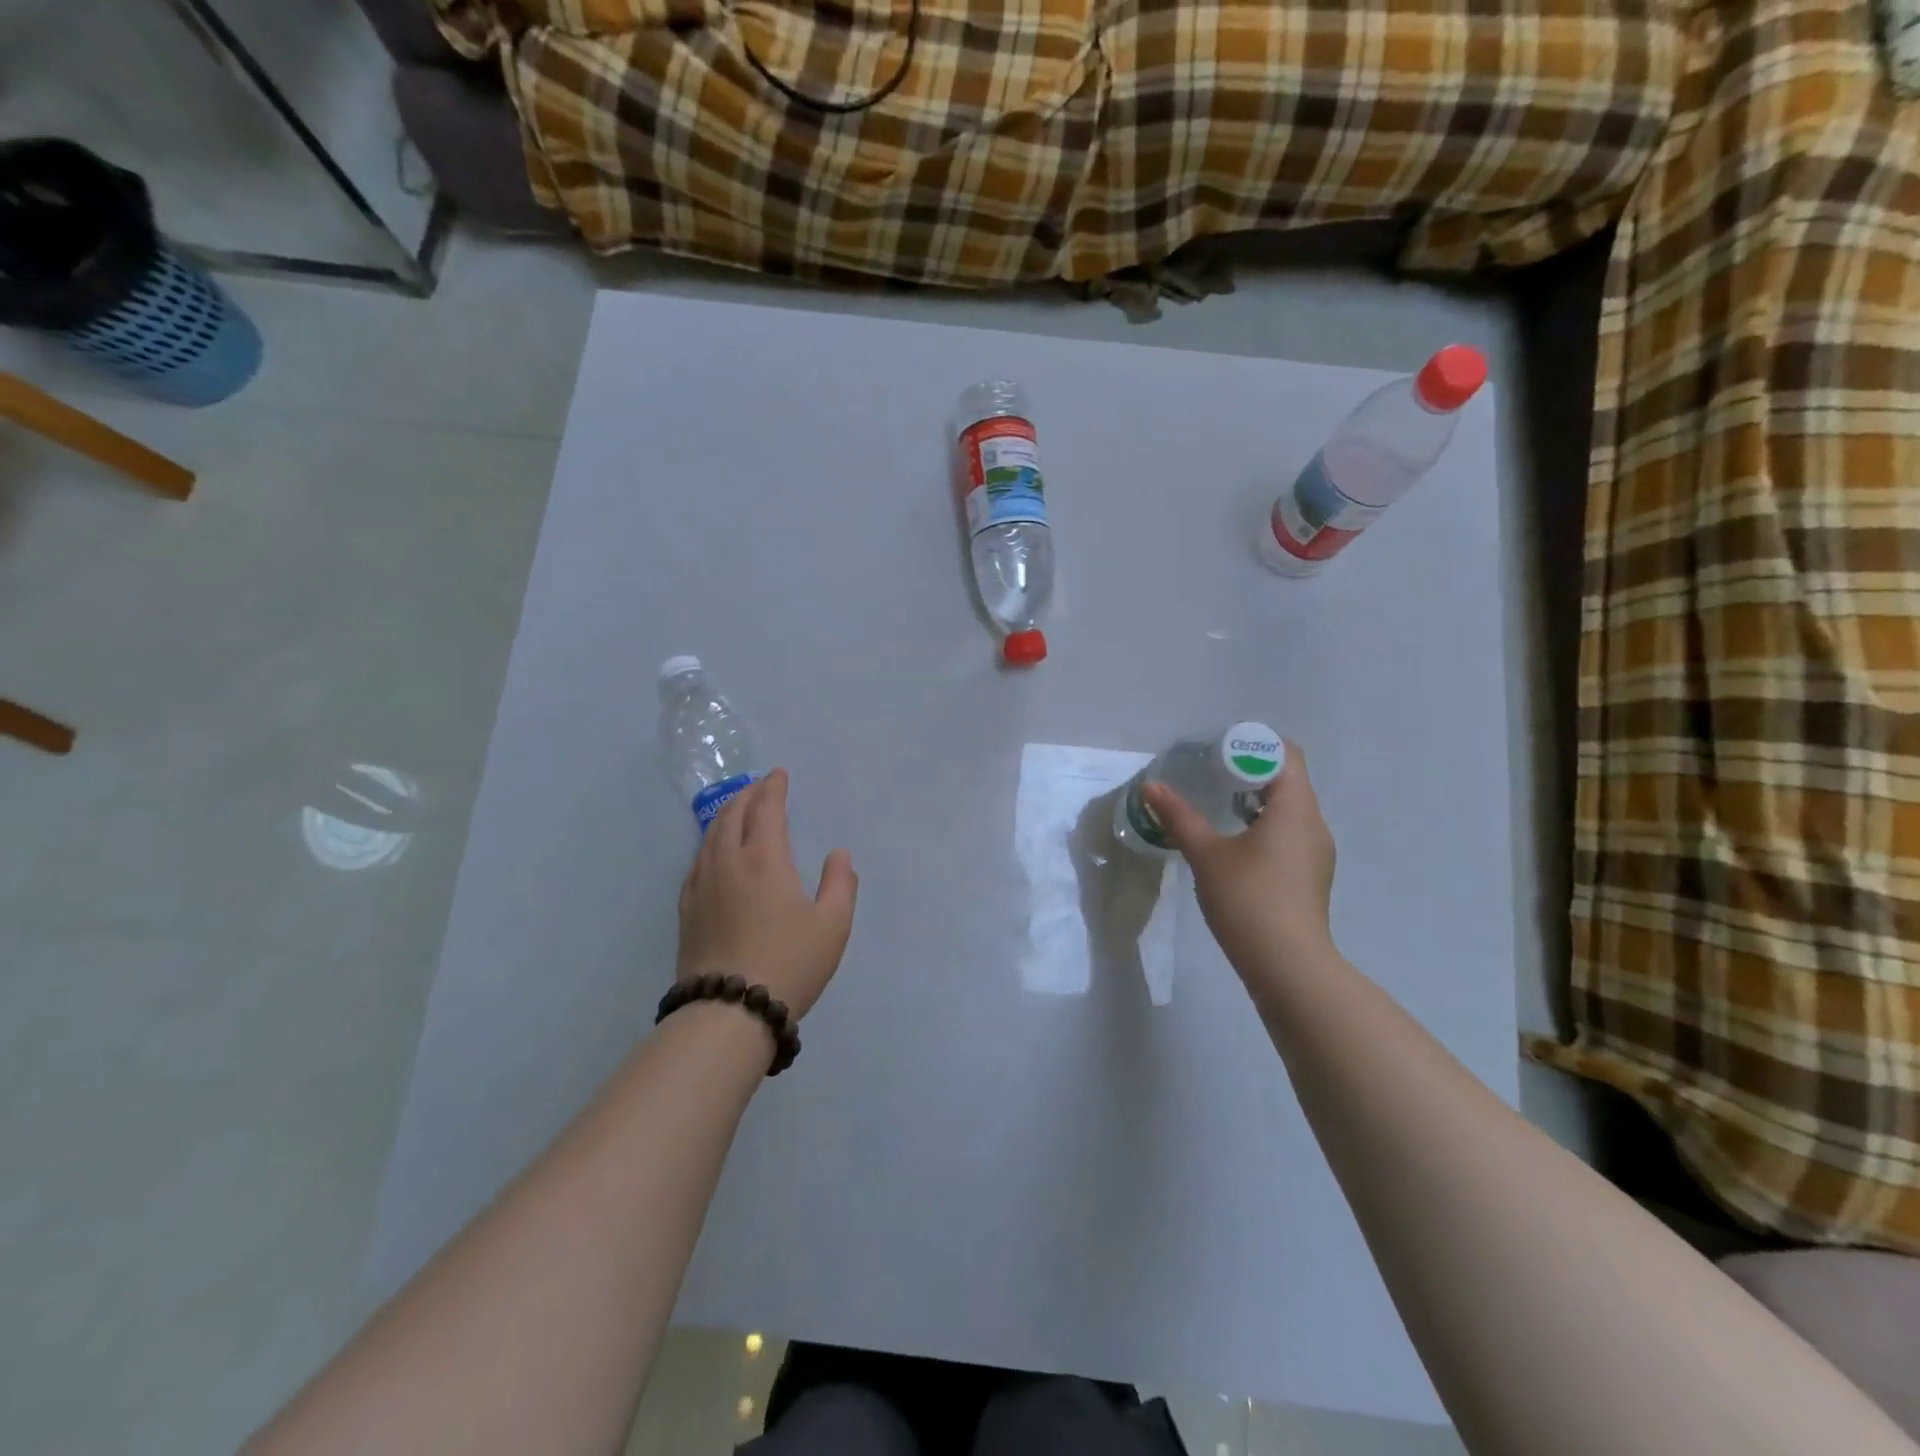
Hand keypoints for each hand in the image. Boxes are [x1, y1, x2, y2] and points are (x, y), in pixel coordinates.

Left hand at [676, 769, 857, 1019]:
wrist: (729, 1011)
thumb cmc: (789, 963)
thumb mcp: (833, 925)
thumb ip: (840, 884)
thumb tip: (838, 854)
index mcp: (764, 859)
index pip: (766, 809)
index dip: (773, 787)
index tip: (779, 774)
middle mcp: (728, 863)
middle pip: (732, 815)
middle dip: (747, 795)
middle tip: (759, 786)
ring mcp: (702, 886)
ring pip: (710, 836)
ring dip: (725, 814)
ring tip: (737, 809)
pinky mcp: (687, 910)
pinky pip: (697, 861)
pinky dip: (709, 843)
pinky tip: (713, 852)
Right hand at [1141, 742, 1335, 979]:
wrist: (1288, 966)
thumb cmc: (1249, 899)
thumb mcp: (1206, 854)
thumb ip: (1179, 817)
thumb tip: (1151, 787)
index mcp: (1296, 809)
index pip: (1286, 755)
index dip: (1253, 745)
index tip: (1217, 752)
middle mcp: (1313, 824)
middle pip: (1287, 780)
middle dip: (1247, 772)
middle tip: (1208, 775)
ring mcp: (1315, 852)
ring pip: (1288, 809)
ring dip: (1254, 801)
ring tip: (1216, 806)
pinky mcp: (1309, 876)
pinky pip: (1288, 834)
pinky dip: (1263, 826)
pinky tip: (1233, 843)